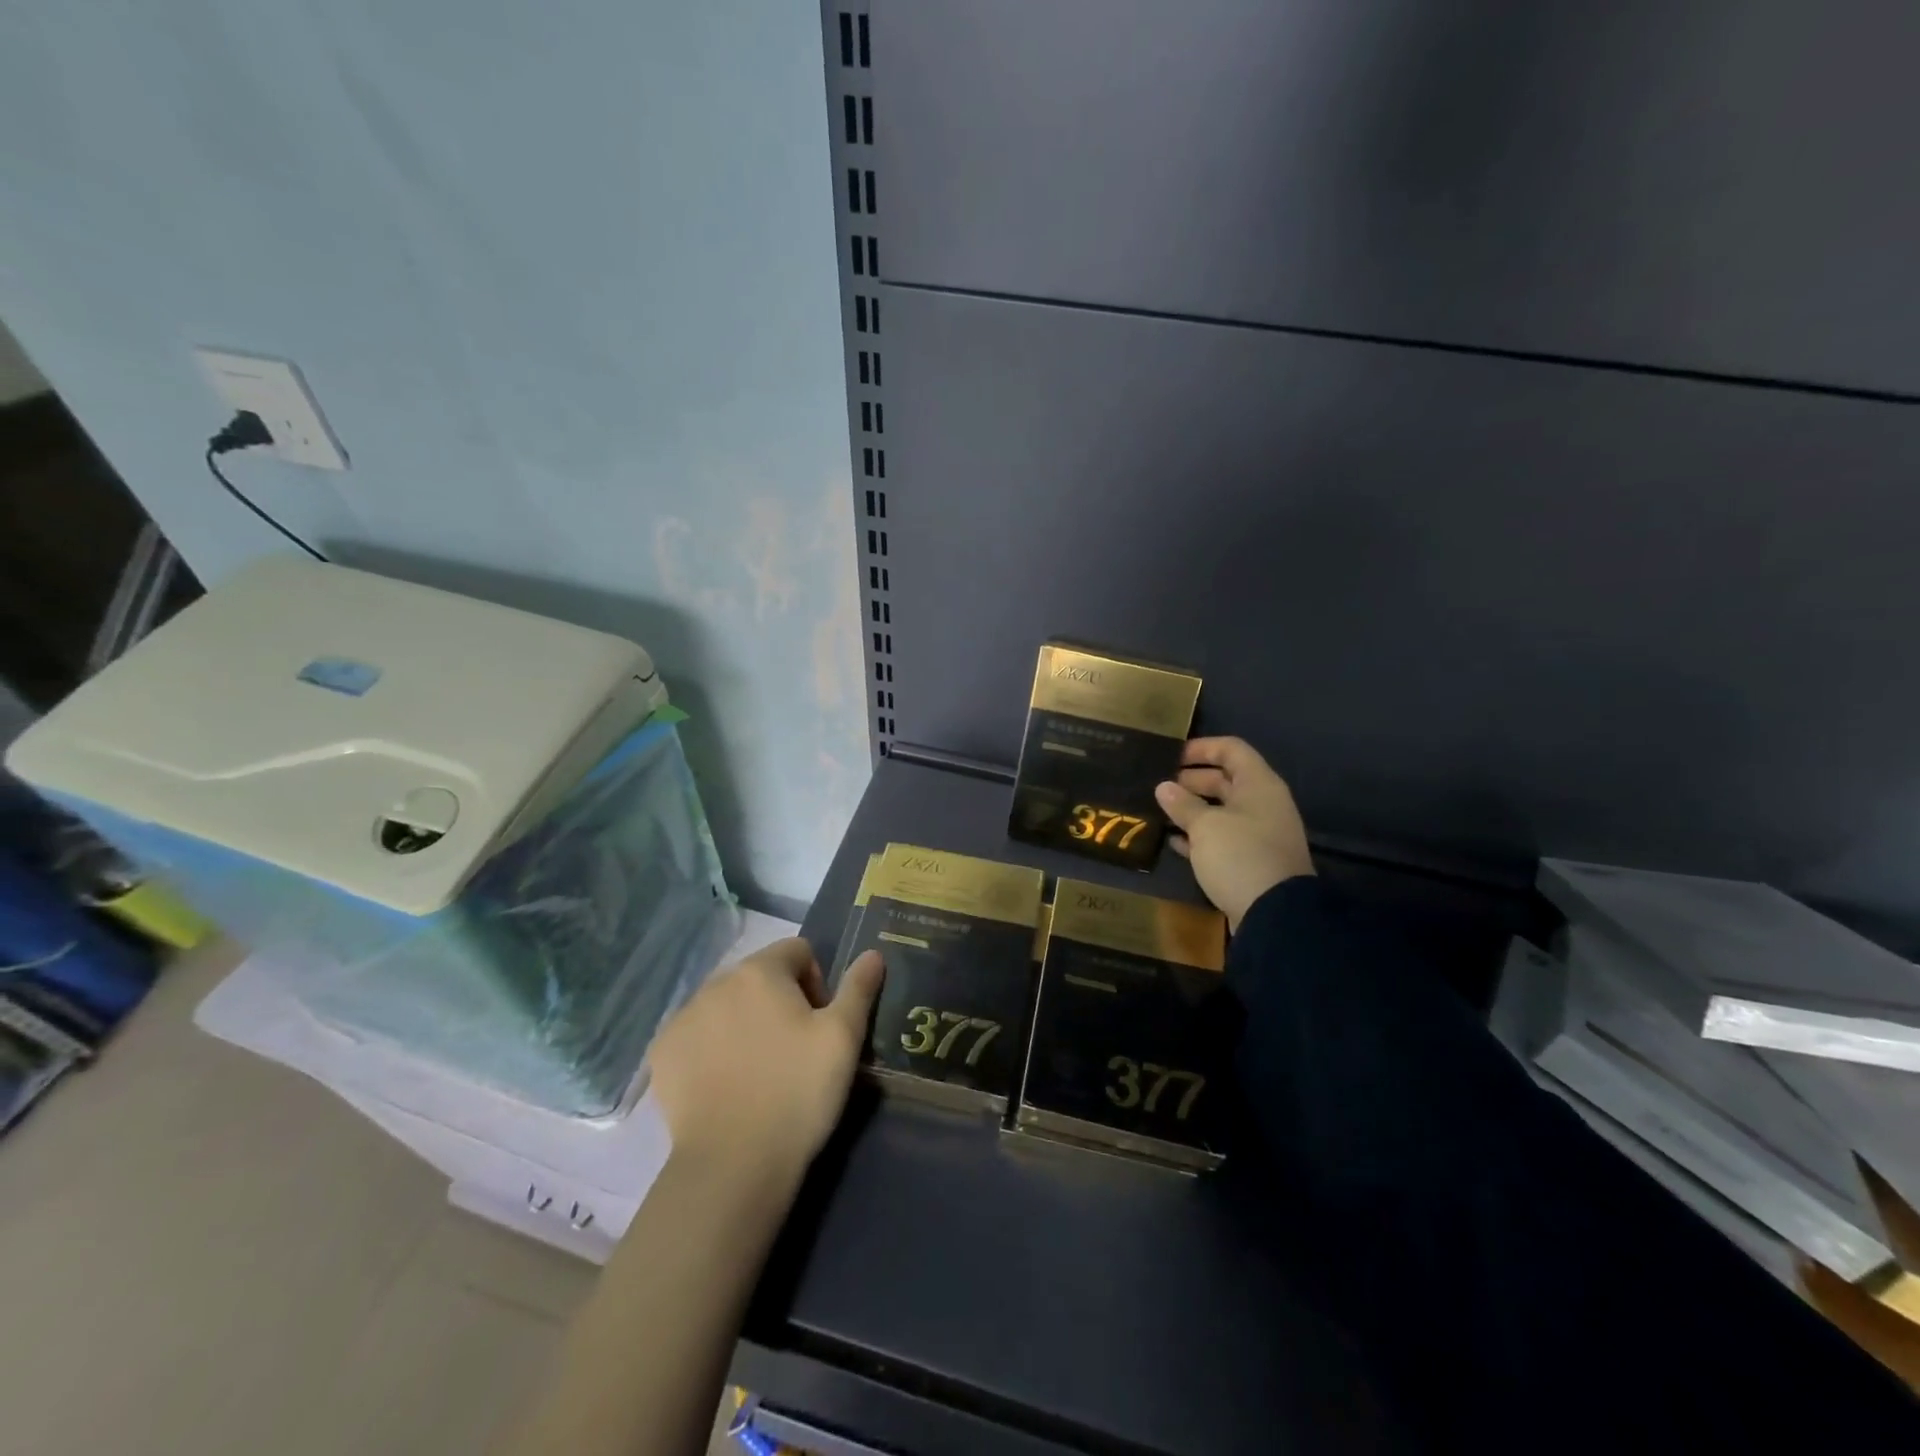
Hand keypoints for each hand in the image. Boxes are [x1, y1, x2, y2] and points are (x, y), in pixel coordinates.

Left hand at [648, 939, 884, 1185]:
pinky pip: (696, 1035)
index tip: (819, 1024)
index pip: (797, 952)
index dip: (816, 982)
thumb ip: (858, 988)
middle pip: (758, 976)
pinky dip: (711, 1048)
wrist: (733, 1166)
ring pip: (725, 1005)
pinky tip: (724, 1084)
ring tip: (758, 1070)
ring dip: (744, 1022)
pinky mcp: (661, 1054)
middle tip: (793, 1050)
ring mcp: (682, 1018)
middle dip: (778, 1001)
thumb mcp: (843, 1038)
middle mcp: (715, 983)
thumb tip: (873, 954)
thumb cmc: (797, 1092)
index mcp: (760, 971)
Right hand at [1154, 736, 1314, 930]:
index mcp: (1258, 785)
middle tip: (1160, 786)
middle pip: (1226, 780)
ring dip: (1193, 809)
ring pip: (1222, 810)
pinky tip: (1174, 841)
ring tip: (1161, 811)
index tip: (1171, 756)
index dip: (1201, 748)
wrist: (1275, 914)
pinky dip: (1200, 836)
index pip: (1232, 749)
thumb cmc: (1240, 855)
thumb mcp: (1205, 826)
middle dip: (1192, 780)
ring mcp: (1259, 834)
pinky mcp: (1252, 860)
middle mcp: (1263, 804)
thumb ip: (1183, 804)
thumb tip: (1164, 787)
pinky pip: (1223, 838)